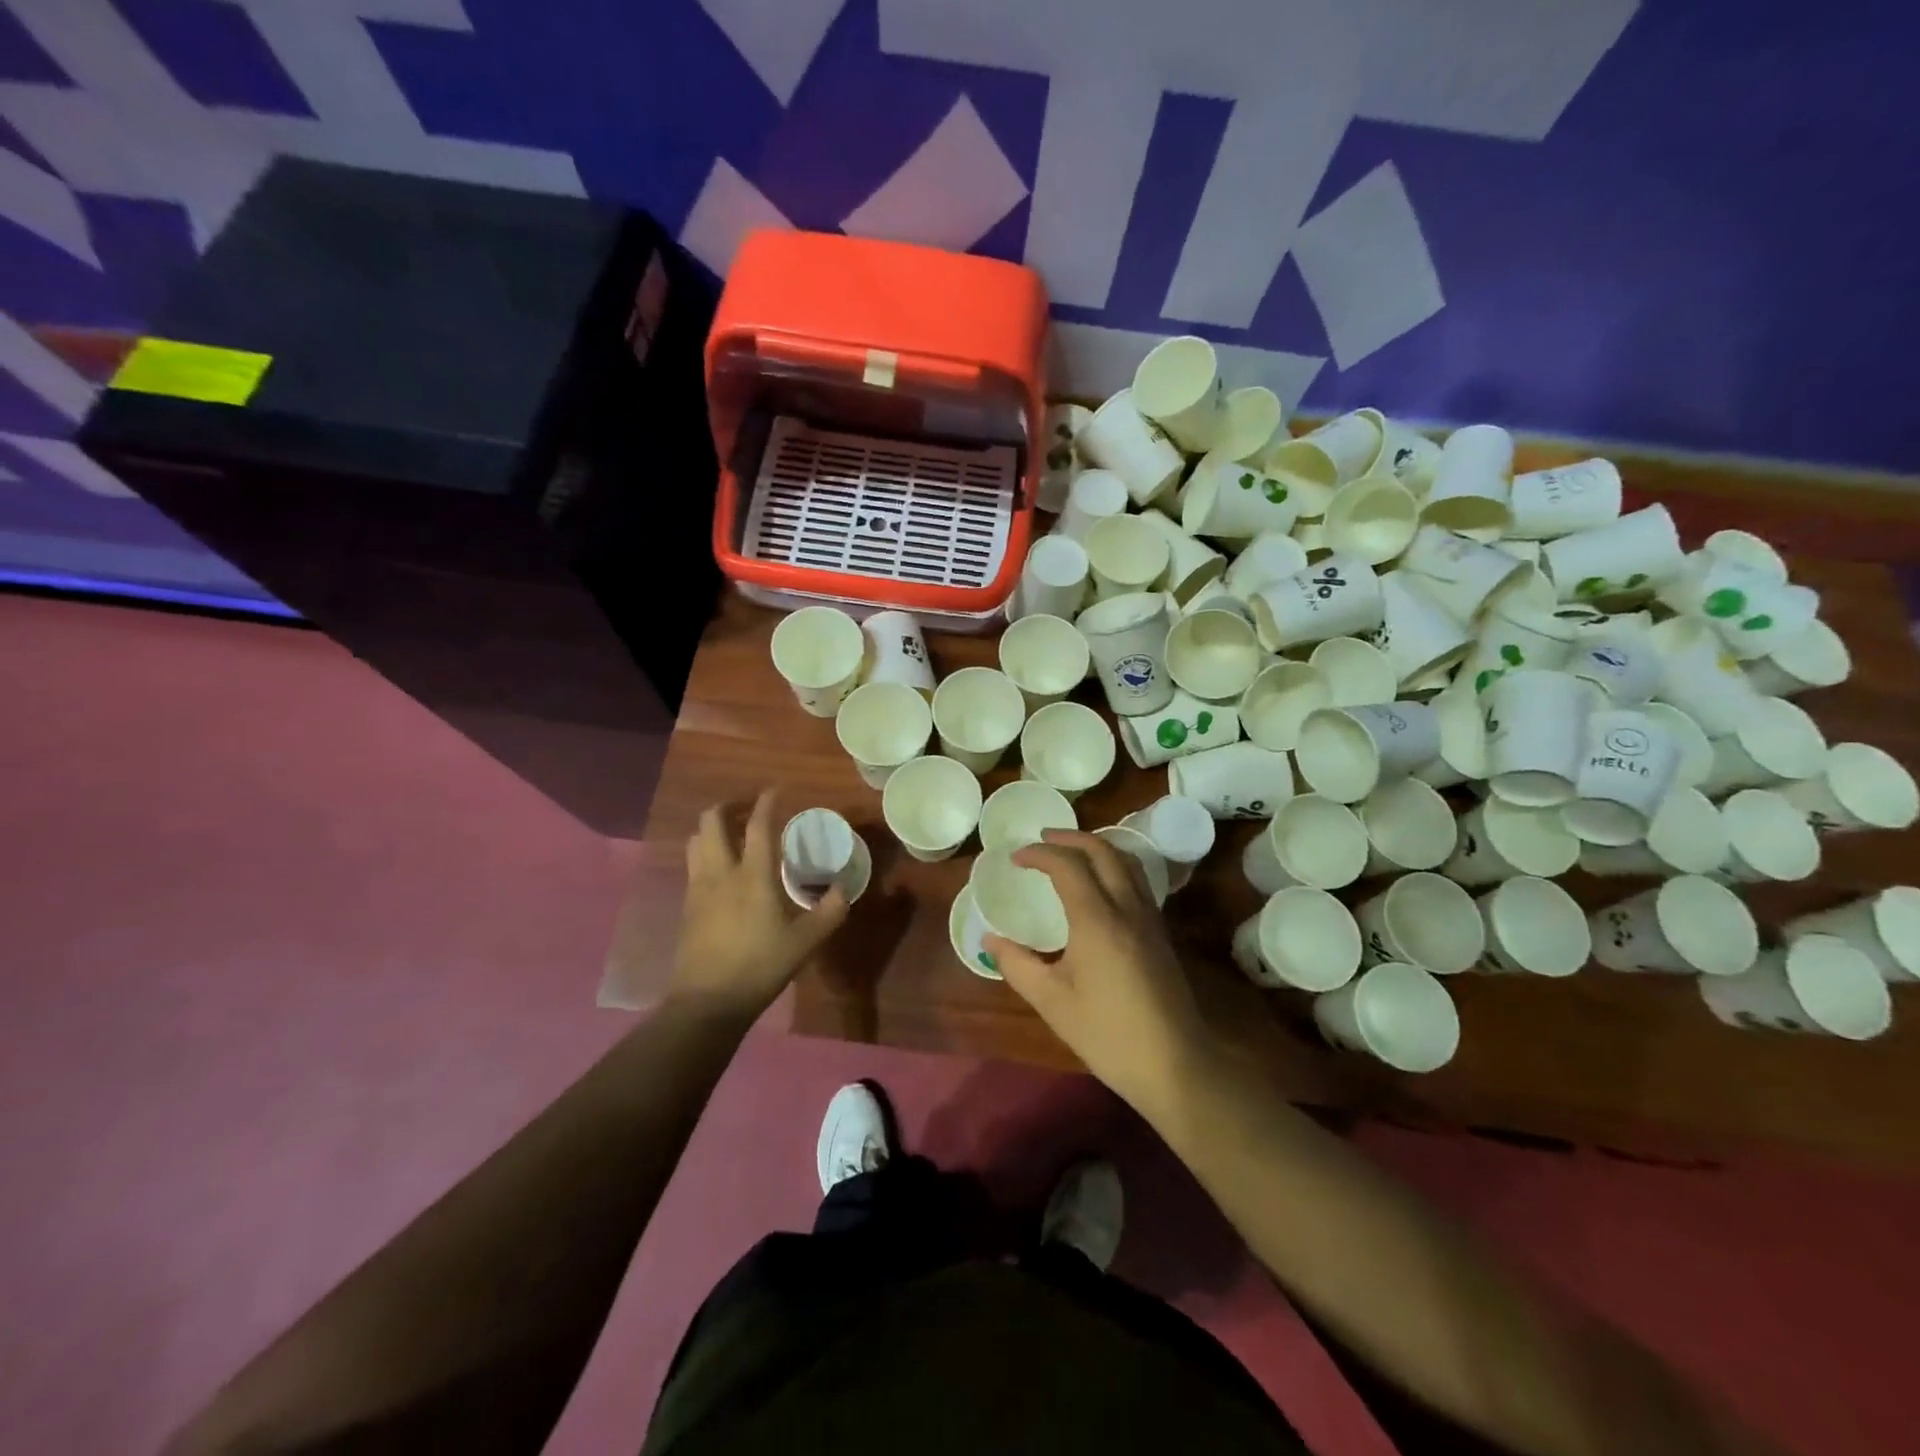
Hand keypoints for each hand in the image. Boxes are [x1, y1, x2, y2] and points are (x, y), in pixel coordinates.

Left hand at [671, 791, 848, 1020]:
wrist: (707, 1002)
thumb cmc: (760, 966)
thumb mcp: (806, 942)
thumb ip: (829, 912)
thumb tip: (843, 888)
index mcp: (752, 876)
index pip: (758, 826)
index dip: (766, 803)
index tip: (775, 790)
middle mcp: (721, 873)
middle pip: (711, 822)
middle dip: (727, 807)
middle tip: (746, 810)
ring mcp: (698, 889)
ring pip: (696, 841)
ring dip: (712, 829)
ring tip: (731, 834)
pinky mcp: (687, 907)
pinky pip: (693, 866)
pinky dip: (705, 854)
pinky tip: (720, 871)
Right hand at [985, 831, 1206, 1113]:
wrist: (1174, 1063)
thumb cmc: (1106, 1033)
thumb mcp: (1051, 1001)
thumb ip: (1017, 964)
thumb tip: (990, 940)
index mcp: (1097, 919)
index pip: (1068, 865)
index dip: (1040, 854)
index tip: (1016, 857)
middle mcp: (1127, 907)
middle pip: (1103, 851)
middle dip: (1070, 838)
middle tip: (1043, 839)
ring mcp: (1149, 918)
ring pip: (1126, 861)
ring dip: (1097, 847)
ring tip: (1071, 852)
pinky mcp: (1161, 933)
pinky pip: (1137, 880)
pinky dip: (1114, 866)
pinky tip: (1100, 885)